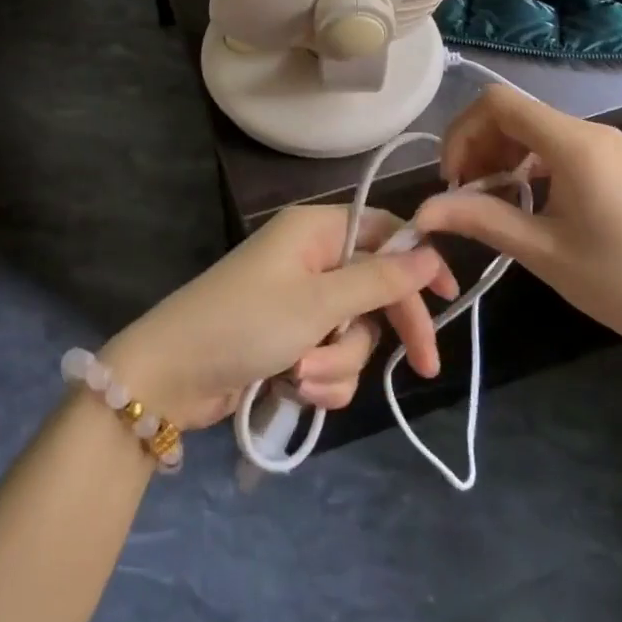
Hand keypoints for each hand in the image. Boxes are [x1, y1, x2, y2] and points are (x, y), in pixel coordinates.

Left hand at [101, 204, 459, 430]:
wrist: (171, 375)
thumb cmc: (245, 322)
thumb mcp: (318, 302)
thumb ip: (378, 279)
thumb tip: (429, 251)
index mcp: (315, 231)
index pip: (384, 233)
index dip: (418, 261)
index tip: (450, 296)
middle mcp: (310, 259)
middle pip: (375, 288)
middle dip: (388, 329)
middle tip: (422, 367)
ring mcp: (298, 301)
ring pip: (353, 331)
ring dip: (339, 361)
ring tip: (304, 376)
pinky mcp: (287, 339)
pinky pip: (329, 356)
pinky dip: (320, 377)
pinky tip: (295, 389)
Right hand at [413, 84, 621, 364]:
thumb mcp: (542, 251)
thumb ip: (479, 220)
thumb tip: (422, 212)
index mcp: (573, 143)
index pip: (497, 103)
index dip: (462, 132)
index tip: (452, 180)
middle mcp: (590, 133)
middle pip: (513, 113)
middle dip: (478, 147)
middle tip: (465, 196)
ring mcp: (608, 149)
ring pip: (534, 131)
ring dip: (501, 158)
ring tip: (491, 204)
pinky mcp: (617, 167)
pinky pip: (557, 149)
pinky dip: (528, 167)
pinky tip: (526, 205)